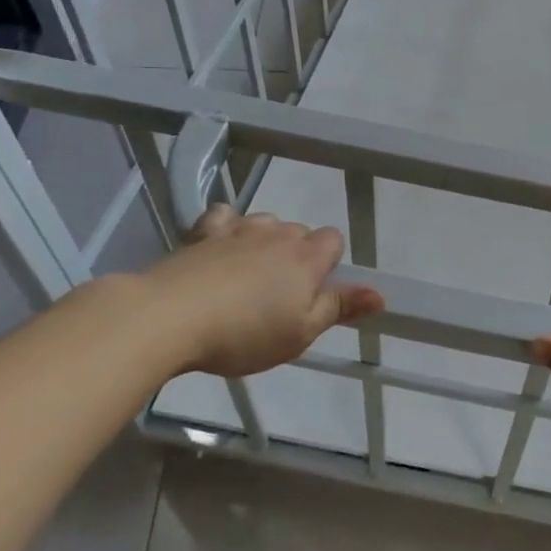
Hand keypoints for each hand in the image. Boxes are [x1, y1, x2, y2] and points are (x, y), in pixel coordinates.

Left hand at [140, 208, 383, 377]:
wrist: (169, 317)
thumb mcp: (300, 333)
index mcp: (306, 258)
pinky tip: (218, 247)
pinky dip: (226, 227)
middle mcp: (278, 234)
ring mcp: (239, 229)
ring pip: (265, 223)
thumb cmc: (244, 332)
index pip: (334, 239)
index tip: (312, 291)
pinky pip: (223, 217)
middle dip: (296, 254)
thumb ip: (340, 308)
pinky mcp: (202, 233)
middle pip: (299, 232)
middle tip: (278, 295)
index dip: (328, 262)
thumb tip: (381, 294)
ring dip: (263, 242)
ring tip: (247, 276)